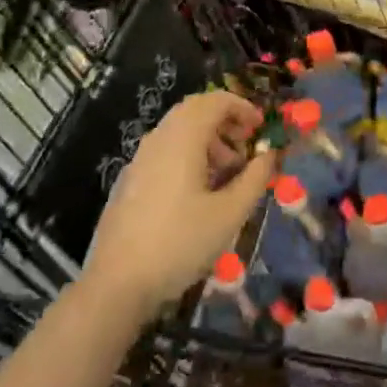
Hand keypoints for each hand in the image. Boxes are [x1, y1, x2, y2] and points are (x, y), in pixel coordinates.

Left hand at [83, 91, 275, 319]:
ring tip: (228, 174)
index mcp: (182, 139)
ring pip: (179, 131)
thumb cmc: (180, 243)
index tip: (261, 127)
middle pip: (195, 111)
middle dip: (225, 122)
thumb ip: (255, 178)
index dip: (242, 107)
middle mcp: (158, 139)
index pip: (215, 101)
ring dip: (208, 141)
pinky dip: (189, 155)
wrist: (117, 285)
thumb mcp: (230, 213)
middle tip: (246, 146)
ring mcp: (140, 160)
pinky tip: (199, 193)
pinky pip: (165, 152)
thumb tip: (269, 154)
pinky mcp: (130, 182)